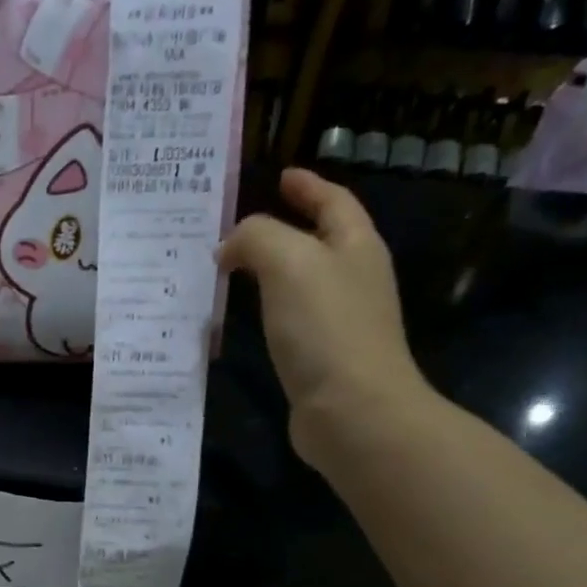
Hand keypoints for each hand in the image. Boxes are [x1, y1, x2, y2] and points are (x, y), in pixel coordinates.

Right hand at [220, 169, 429, 464]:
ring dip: (270, 270)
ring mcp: (340, 321)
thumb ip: (256, 238)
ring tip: (232, 267)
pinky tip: (243, 317)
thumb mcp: (288, 262)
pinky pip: (289, 318)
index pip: (333, 202)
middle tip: (241, 227)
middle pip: (319, 240)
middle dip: (285, 227)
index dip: (308, 187)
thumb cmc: (324, 328)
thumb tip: (230, 247)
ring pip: (301, 281)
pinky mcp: (321, 357)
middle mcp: (353, 279)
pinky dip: (266, 307)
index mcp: (355, 247)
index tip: (281, 176)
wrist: (351, 410)